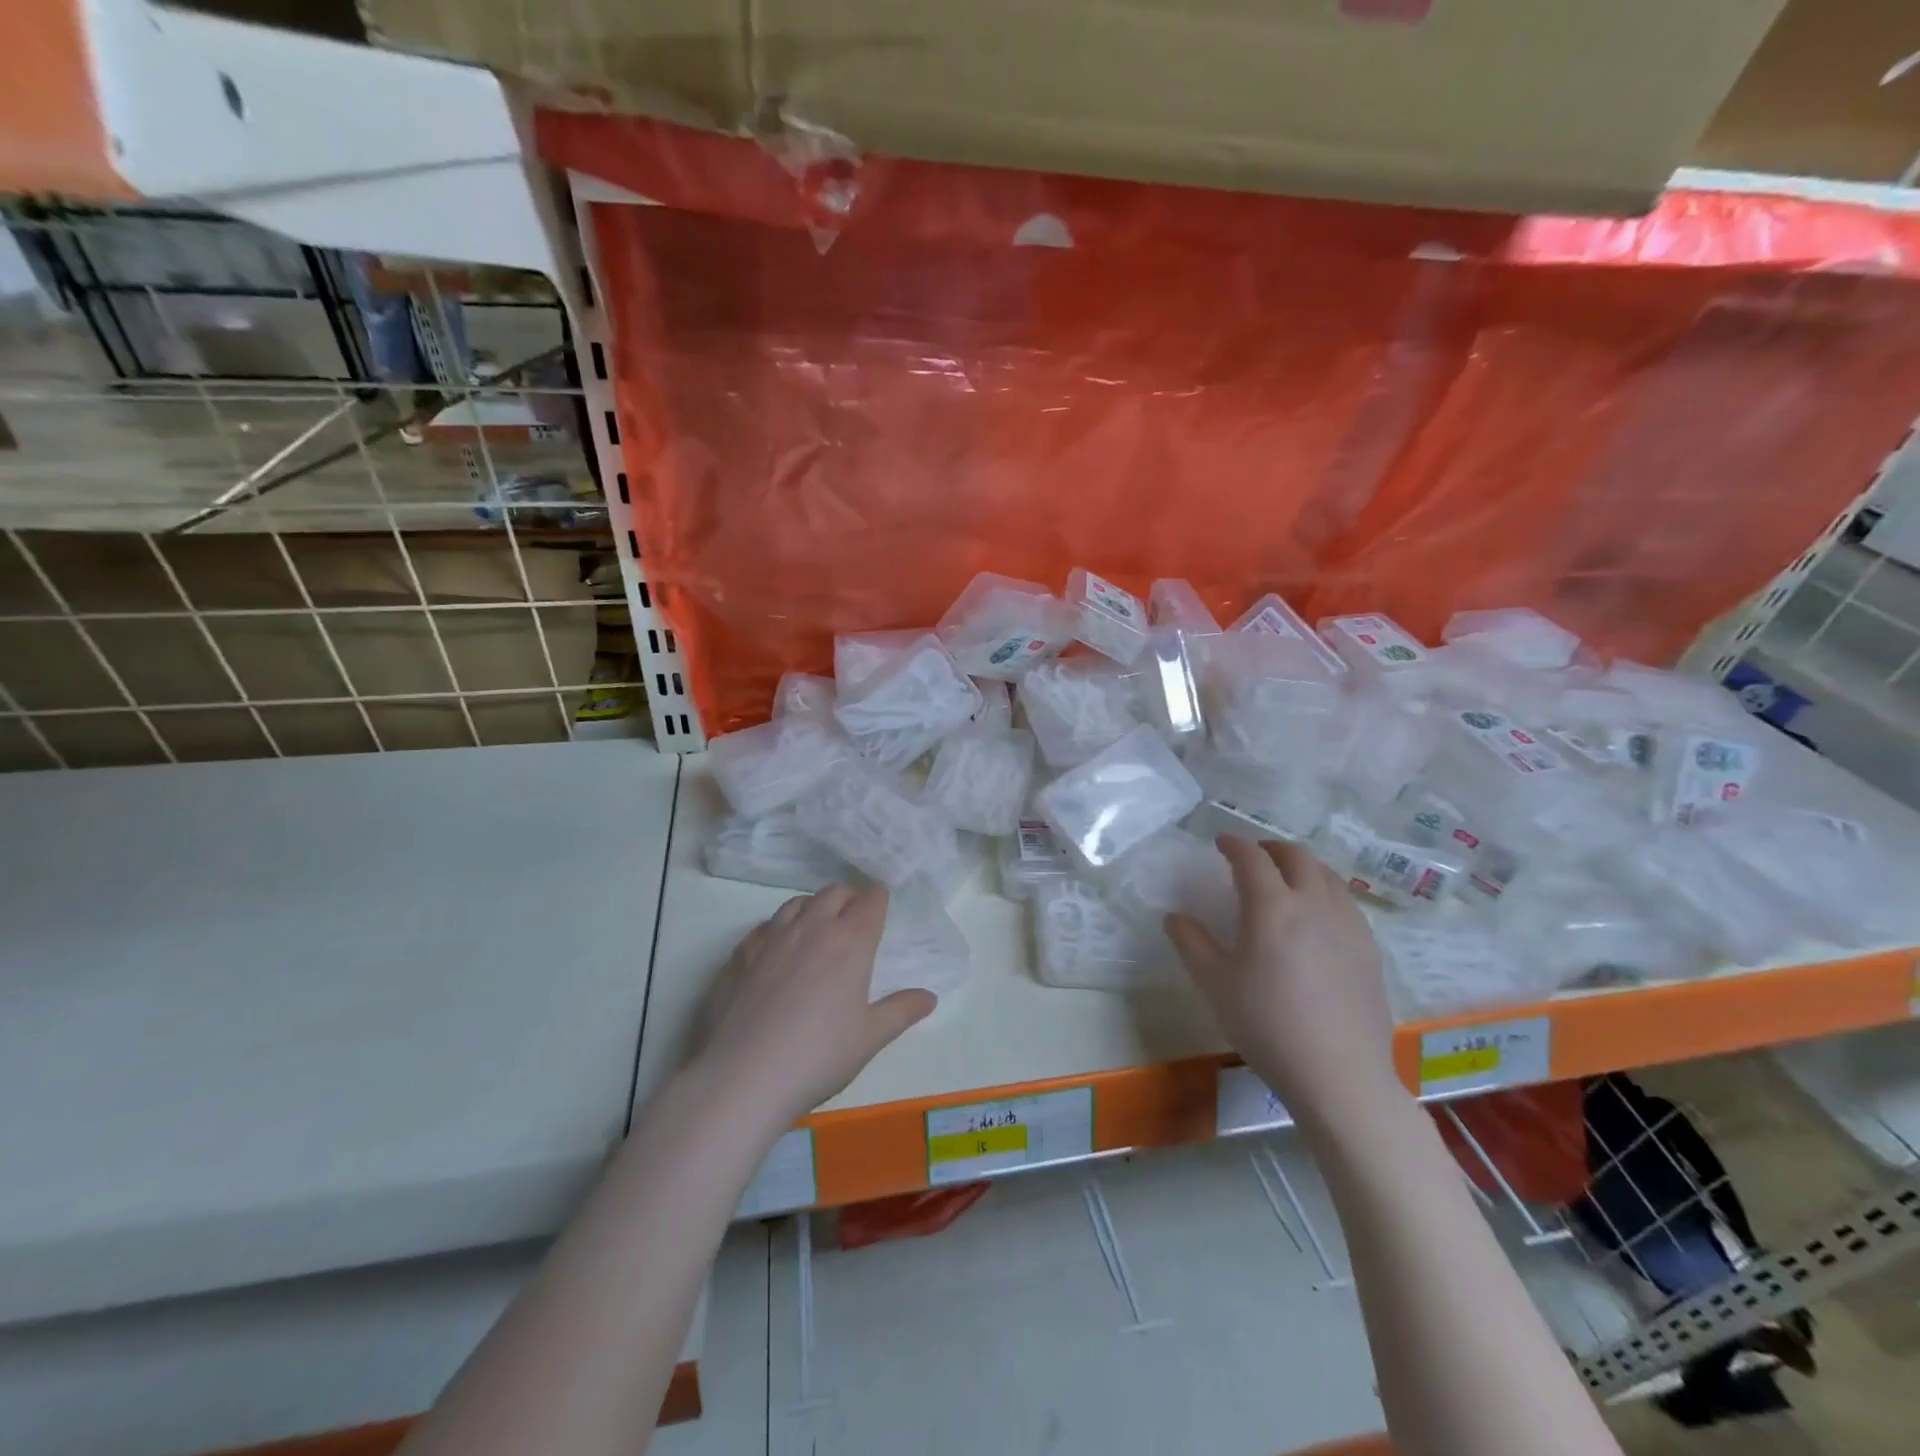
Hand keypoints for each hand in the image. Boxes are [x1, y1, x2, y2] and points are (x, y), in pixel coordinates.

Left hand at [696, 884, 933, 1126]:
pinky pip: (764, 926)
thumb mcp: (870, 1038)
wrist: (743, 1076)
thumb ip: (901, 1011)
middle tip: (854, 917)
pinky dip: (778, 928)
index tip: (881, 904)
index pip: (870, 901)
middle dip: (848, 898)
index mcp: (850, 941)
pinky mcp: (740, 955)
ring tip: (817, 927)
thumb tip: (929, 997)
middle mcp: (812, 928)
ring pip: (796, 903)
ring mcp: (771, 938)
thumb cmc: (818, 1056)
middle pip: (834, 893)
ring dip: (813, 907)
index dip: (878, 899)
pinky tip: (777, 949)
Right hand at [1166, 837, 1397, 1123]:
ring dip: (1302, 866)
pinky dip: (1325, 890)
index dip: (1234, 844)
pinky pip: (1346, 901)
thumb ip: (1191, 943)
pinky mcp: (1369, 948)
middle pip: (1296, 856)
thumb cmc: (1267, 1025)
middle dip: (1271, 848)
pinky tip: (1317, 915)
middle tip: (1253, 856)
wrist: (1339, 1075)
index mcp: (1272, 906)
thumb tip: (1175, 917)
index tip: (1221, 842)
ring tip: (1286, 879)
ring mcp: (1348, 924)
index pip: (1252, 858)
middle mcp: (1314, 903)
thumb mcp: (1215, 984)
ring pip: (1327, 875)